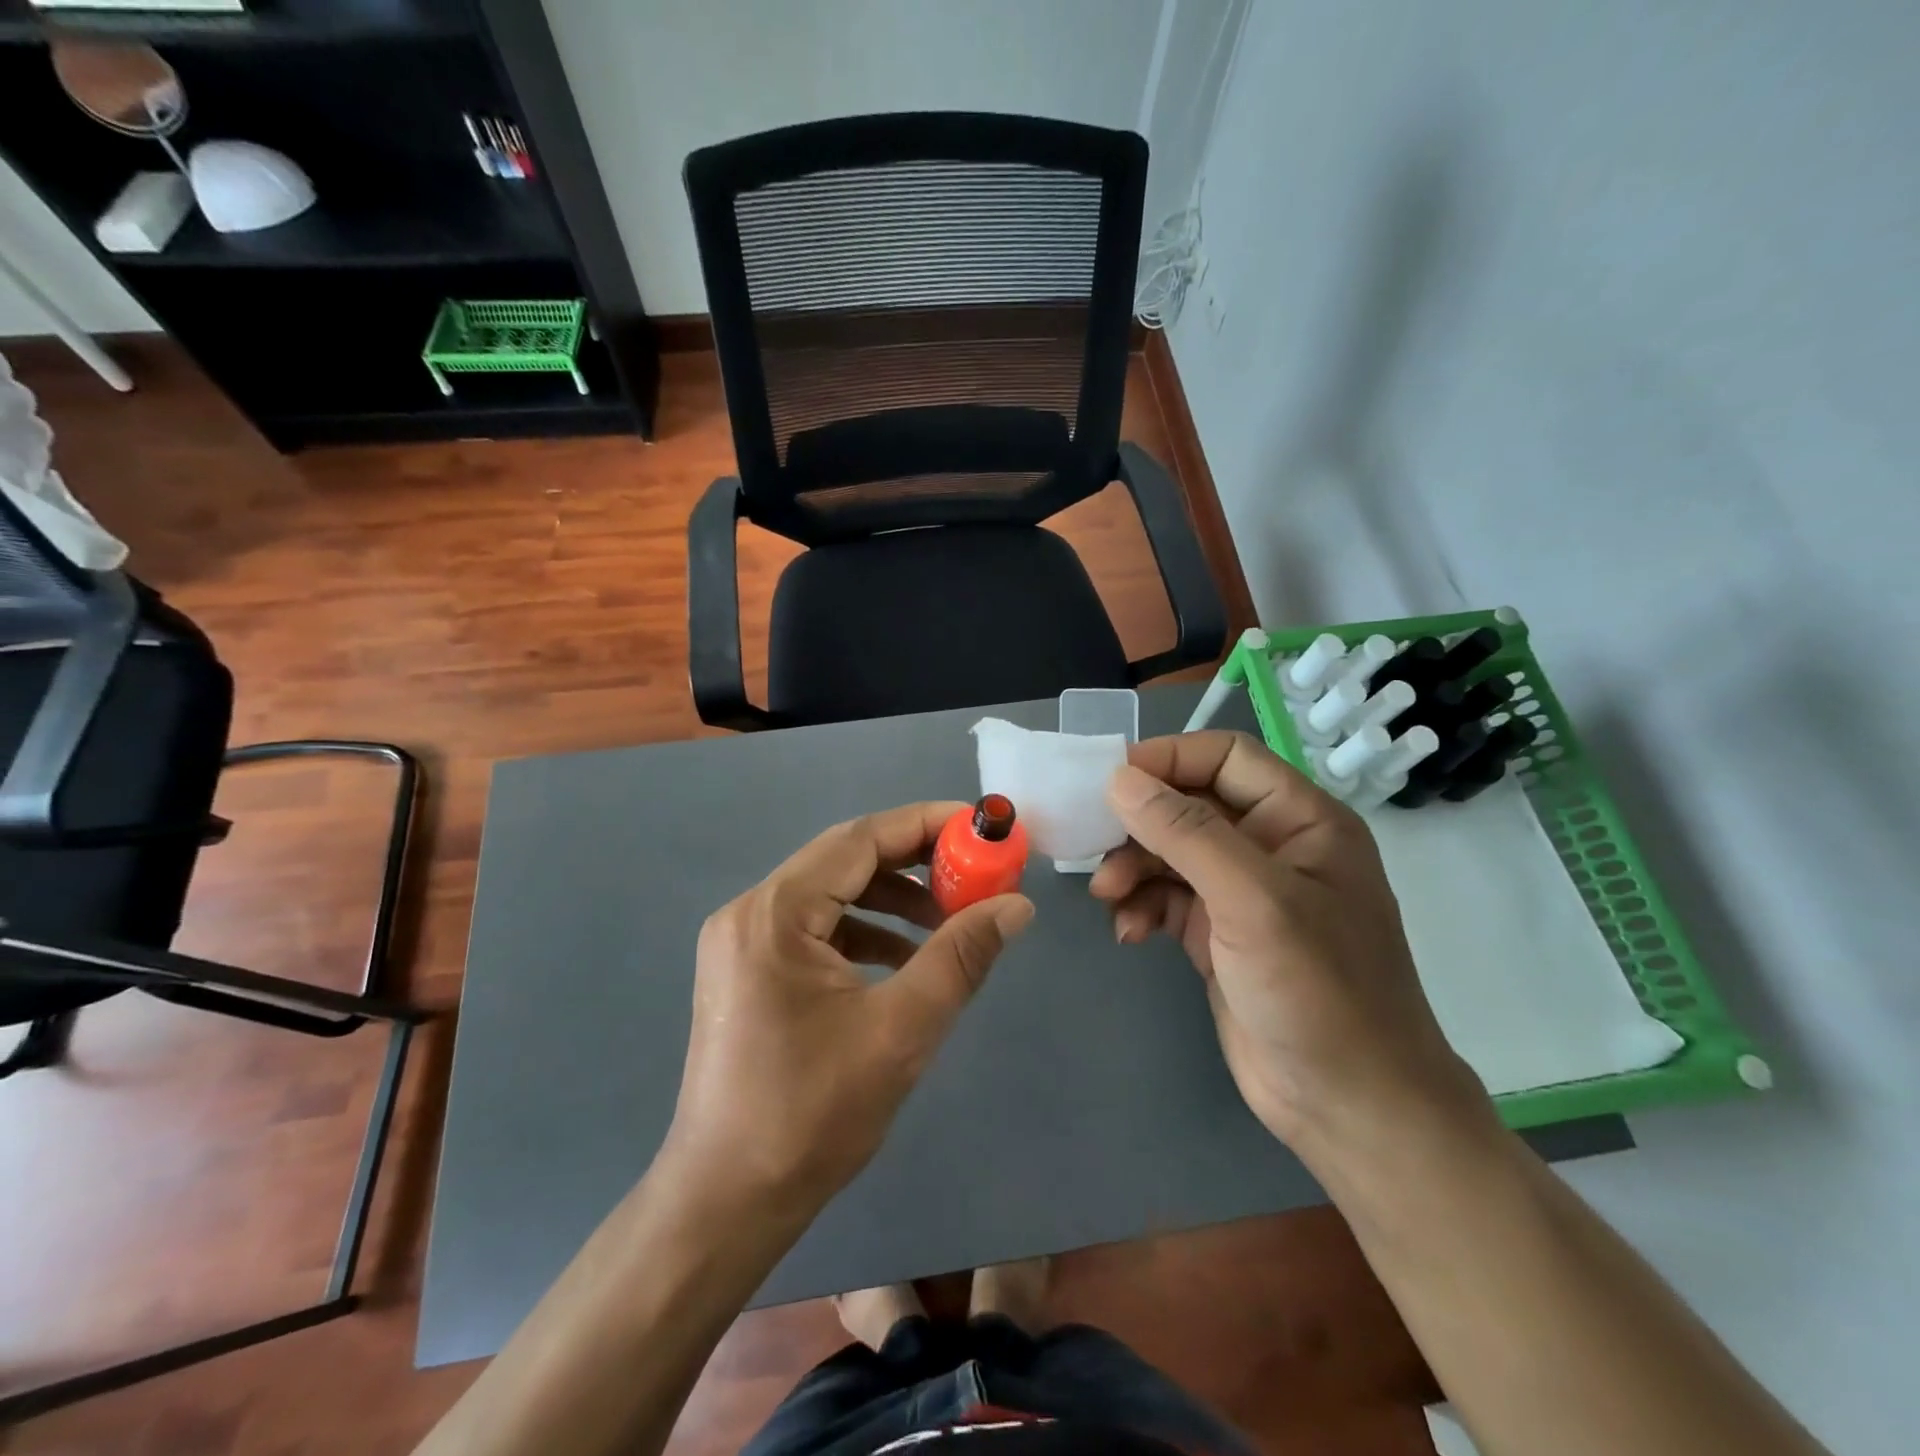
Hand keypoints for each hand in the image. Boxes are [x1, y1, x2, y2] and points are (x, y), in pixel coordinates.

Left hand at [669, 802, 1033, 1210]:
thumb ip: (961, 957)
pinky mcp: (747, 972)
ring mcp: (742, 943)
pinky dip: (864, 932)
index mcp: (774, 913)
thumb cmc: (811, 1115)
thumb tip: (1016, 905)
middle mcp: (750, 912)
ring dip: (891, 900)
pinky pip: (815, 929)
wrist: (725, 1204)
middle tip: (973, 874)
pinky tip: (903, 960)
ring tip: (948, 921)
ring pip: (831, 895)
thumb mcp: (901, 1029)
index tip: (979, 828)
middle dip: (913, 863)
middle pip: (844, 861)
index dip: (925, 825)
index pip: (859, 840)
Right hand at [1091, 732, 1484, 1152]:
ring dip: (1133, 868)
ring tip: (1108, 897)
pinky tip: (1129, 932)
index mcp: (1300, 821)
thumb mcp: (1252, 901)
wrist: (1351, 1109)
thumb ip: (1185, 833)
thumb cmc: (1319, 992)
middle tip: (1095, 847)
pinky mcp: (1218, 935)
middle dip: (1140, 824)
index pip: (1226, 758)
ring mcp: (1243, 894)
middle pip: (1189, 805)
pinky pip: (1167, 898)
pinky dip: (1142, 906)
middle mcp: (1271, 847)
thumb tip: (1119, 779)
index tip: (1109, 780)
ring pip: (1170, 853)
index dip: (1168, 759)